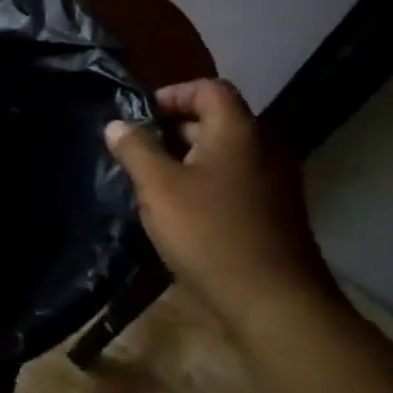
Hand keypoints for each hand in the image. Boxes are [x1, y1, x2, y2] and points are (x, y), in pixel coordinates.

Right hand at [104, 79, 331, 332]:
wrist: (275, 304)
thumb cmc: (210, 233)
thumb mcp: (157, 186)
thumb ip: (134, 149)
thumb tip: (117, 125)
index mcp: (238, 132)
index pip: (208, 88)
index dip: (172, 94)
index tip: (140, 118)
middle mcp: (263, 149)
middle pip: (215, 120)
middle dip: (172, 129)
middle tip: (137, 150)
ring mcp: (275, 183)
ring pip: (223, 154)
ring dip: (186, 159)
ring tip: (151, 181)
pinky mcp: (275, 213)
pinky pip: (235, 181)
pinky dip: (205, 183)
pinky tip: (179, 211)